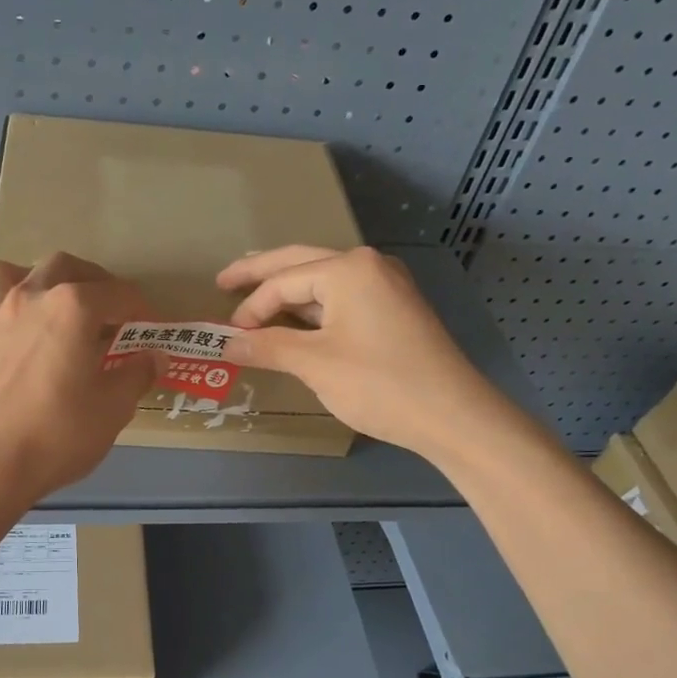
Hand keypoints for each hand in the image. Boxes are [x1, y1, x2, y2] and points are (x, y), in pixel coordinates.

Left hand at [0, 253, 161, 504]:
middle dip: (90, 280)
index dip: (139, 308)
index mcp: (73, 308)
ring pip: (5, 272)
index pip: (117, 294)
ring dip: (28, 278)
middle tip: (104, 307)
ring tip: (40, 300)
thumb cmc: (58, 434)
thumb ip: (137, 375)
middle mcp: (28, 296)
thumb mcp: (113, 408)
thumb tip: (156, 356)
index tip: (150, 326)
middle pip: (63, 266)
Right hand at [217, 245, 507, 460]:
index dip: (250, 307)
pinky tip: (297, 319)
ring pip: (323, 281)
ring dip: (288, 290)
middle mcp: (369, 266)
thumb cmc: (379, 384)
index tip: (227, 335)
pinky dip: (314, 307)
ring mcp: (386, 286)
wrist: (452, 415)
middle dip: (261, 272)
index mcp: (348, 269)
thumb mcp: (315, 364)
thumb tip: (226, 343)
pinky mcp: (395, 309)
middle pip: (301, 263)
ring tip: (254, 294)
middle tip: (224, 280)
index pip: (282, 281)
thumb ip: (267, 347)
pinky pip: (343, 298)